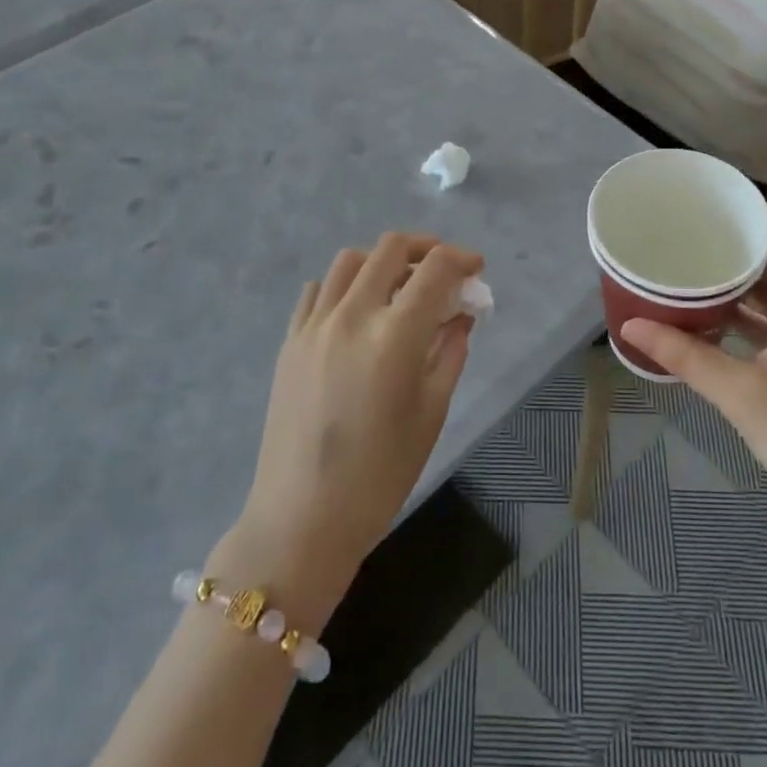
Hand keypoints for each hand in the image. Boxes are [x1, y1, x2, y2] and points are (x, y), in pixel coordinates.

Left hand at [215, 233, 484, 627]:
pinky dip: (344, 286)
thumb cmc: (380, 475)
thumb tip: (461, 315)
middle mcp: (352, 315)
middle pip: (391, 247)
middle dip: (425, 248)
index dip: (462, 259)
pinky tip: (356, 312)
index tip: (475, 270)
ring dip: (382, 262)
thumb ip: (449, 353)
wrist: (302, 519)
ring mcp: (314, 324)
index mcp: (394, 336)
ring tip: (398, 288)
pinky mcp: (290, 340)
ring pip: (350, 260)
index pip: (435, 269)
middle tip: (442, 271)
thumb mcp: (430, 413)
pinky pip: (318, 290)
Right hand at [619, 222, 766, 565]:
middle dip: (729, 254)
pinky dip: (743, 324)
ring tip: (685, 278)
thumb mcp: (742, 396)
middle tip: (680, 242)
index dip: (744, 220)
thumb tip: (632, 325)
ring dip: (734, 291)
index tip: (700, 211)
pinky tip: (707, 330)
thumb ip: (686, 358)